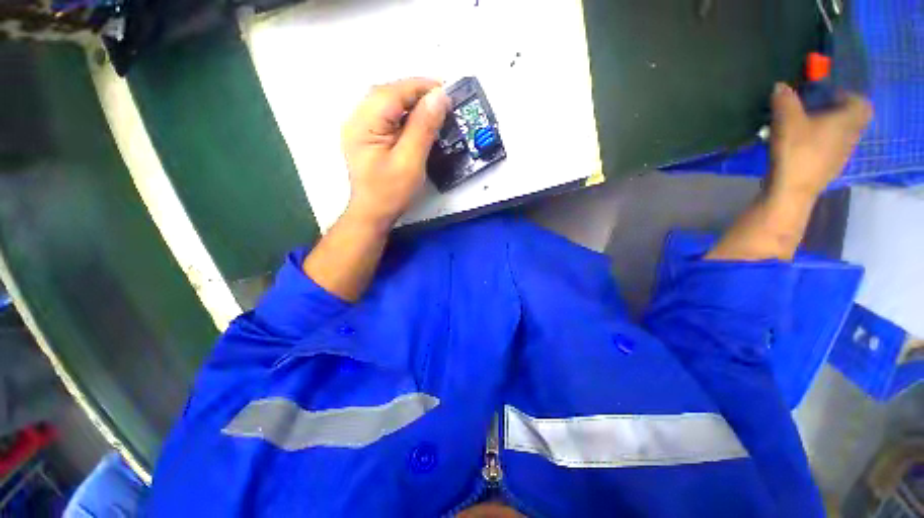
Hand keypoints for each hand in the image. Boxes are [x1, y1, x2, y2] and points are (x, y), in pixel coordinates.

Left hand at [341, 78, 449, 229]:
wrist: (373, 213)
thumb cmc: (390, 192)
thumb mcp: (410, 161)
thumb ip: (423, 128)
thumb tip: (439, 97)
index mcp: (364, 124)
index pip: (393, 92)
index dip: (420, 87)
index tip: (446, 90)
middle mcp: (357, 119)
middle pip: (388, 93)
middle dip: (416, 93)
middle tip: (442, 101)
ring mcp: (360, 127)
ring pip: (388, 103)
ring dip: (411, 102)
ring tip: (433, 109)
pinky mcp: (368, 136)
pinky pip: (387, 116)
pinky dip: (405, 114)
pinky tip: (418, 122)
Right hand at [768, 82, 871, 197]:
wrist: (791, 190)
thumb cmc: (795, 151)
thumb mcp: (786, 121)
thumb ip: (785, 100)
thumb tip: (781, 86)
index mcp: (847, 120)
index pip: (861, 103)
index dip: (847, 96)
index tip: (828, 96)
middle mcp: (851, 136)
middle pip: (852, 119)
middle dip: (837, 113)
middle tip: (814, 111)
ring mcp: (842, 156)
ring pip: (842, 136)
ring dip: (828, 130)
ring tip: (804, 131)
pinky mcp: (830, 169)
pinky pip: (831, 151)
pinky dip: (821, 146)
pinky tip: (802, 149)